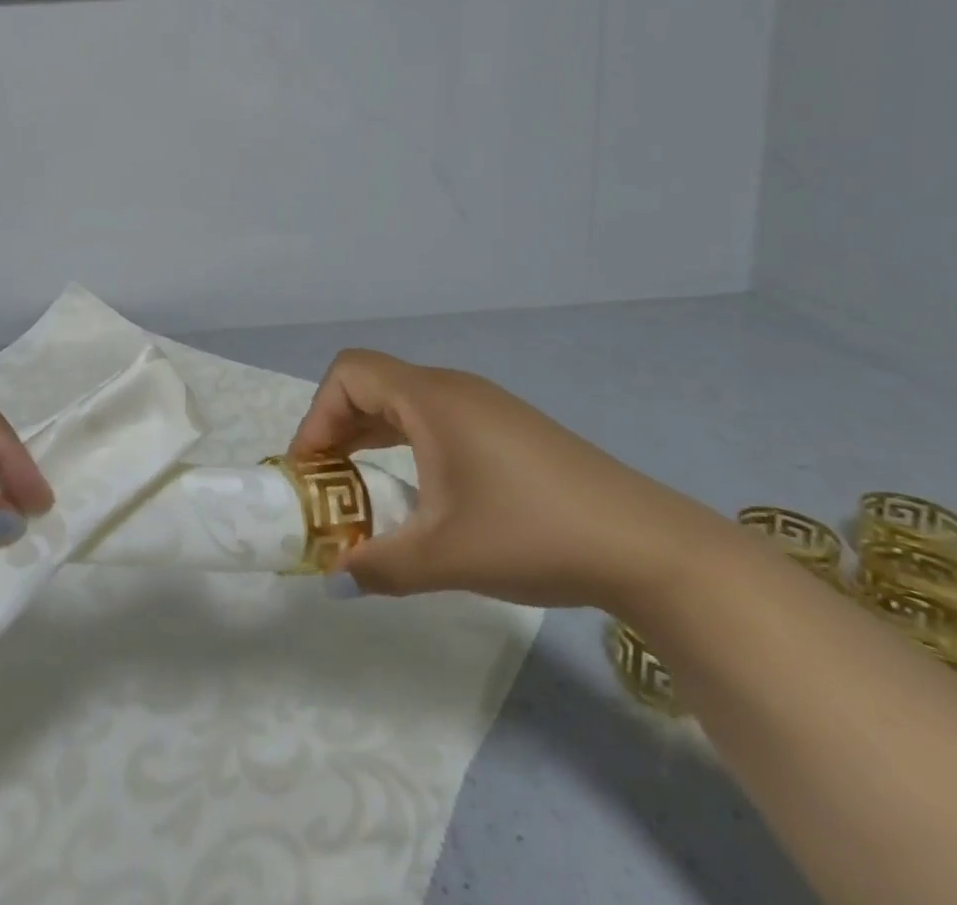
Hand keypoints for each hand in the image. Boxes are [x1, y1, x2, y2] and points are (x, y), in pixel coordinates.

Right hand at [288, 349, 721, 609]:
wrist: (646, 544)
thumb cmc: (532, 533)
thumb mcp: (444, 556)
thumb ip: (378, 567)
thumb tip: (333, 580)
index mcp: (430, 399)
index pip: (349, 374)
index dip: (317, 415)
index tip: (310, 468)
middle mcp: (452, 388)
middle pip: (372, 384)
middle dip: (337, 427)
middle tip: (325, 480)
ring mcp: (484, 405)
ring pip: (404, 401)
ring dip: (371, 434)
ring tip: (360, 485)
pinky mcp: (507, 427)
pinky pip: (435, 417)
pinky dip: (406, 441)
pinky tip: (418, 488)